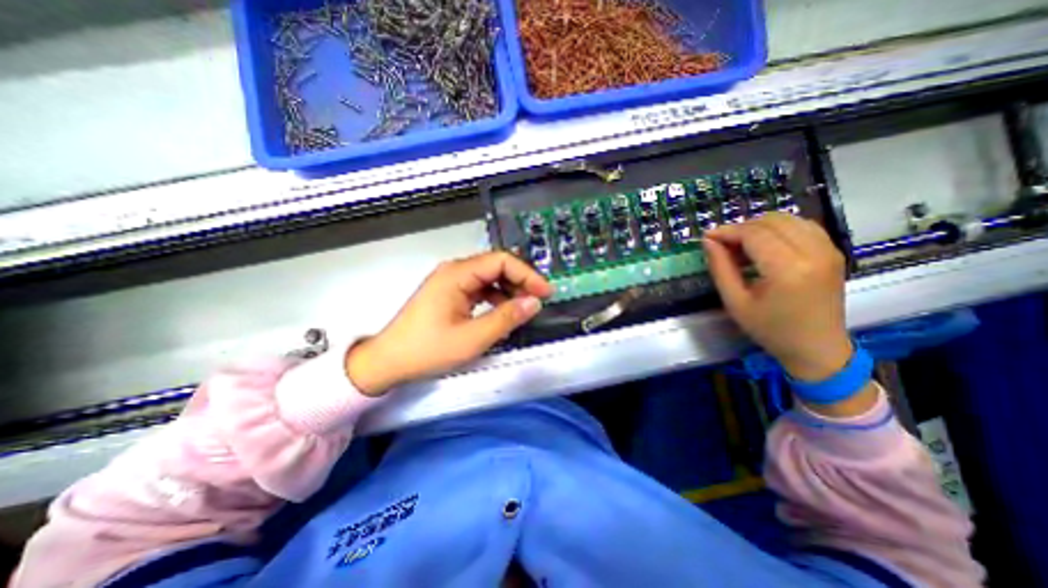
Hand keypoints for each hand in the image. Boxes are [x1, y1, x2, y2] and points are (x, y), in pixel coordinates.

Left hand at [344, 250, 556, 396]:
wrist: (389, 361)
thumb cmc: (427, 350)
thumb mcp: (472, 338)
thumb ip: (506, 318)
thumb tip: (533, 303)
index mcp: (457, 274)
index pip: (501, 261)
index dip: (527, 274)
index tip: (545, 292)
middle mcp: (454, 272)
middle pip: (496, 266)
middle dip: (520, 282)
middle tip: (537, 301)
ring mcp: (451, 282)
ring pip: (489, 278)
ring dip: (509, 291)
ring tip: (523, 308)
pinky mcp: (450, 294)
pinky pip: (480, 289)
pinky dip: (496, 298)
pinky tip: (503, 313)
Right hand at [699, 214, 854, 383]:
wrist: (817, 348)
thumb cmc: (770, 329)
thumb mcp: (735, 302)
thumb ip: (720, 268)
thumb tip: (708, 241)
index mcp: (788, 270)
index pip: (754, 234)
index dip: (727, 231)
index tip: (708, 237)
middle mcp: (814, 253)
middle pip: (771, 221)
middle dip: (742, 227)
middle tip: (723, 244)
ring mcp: (829, 250)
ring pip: (788, 219)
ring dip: (760, 226)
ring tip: (742, 245)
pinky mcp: (833, 252)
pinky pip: (803, 226)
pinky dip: (779, 229)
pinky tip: (766, 245)